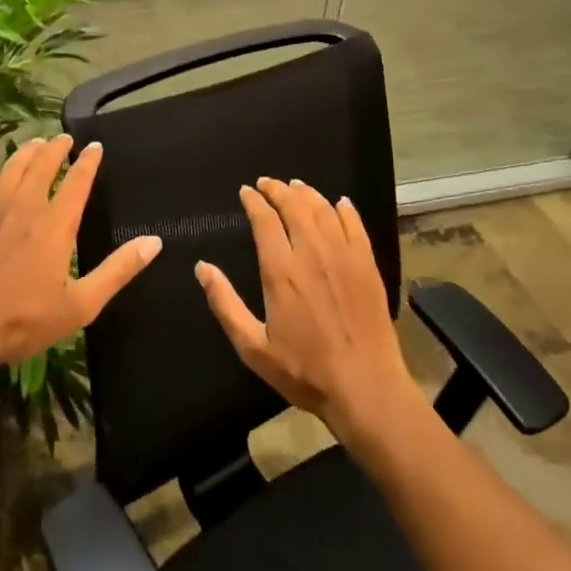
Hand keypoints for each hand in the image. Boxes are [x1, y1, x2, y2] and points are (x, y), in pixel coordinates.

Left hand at [0, 135, 160, 371]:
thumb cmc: (25, 320)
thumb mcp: (81, 305)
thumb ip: (118, 271)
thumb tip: (154, 242)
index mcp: (56, 225)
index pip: (77, 181)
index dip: (88, 161)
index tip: (95, 146)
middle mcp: (26, 207)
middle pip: (43, 165)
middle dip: (56, 148)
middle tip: (64, 139)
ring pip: (12, 168)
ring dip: (26, 153)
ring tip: (35, 144)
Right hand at [195, 178, 419, 444]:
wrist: (365, 387)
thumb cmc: (305, 370)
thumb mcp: (254, 347)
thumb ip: (225, 304)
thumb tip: (202, 268)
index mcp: (281, 271)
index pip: (265, 220)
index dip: (254, 201)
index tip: (246, 191)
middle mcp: (312, 253)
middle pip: (294, 206)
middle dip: (277, 190)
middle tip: (267, 183)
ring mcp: (343, 255)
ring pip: (323, 209)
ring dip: (306, 193)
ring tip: (295, 186)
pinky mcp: (367, 264)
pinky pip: (355, 224)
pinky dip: (344, 209)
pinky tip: (339, 203)